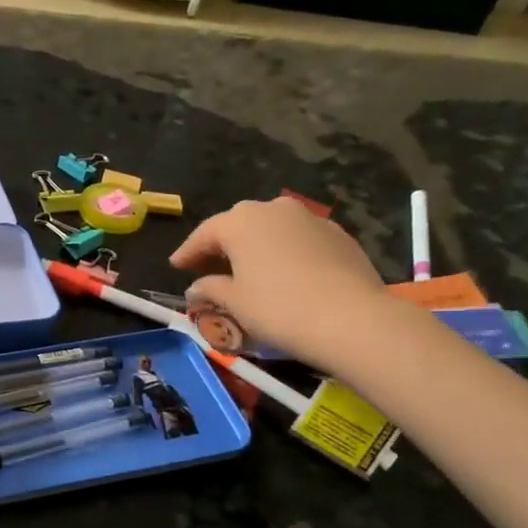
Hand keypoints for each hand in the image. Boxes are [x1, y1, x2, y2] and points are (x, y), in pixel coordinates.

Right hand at [170, 197, 393, 371]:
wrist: (351, 319)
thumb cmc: (278, 308)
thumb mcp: (234, 303)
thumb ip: (210, 289)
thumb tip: (196, 288)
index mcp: (240, 221)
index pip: (204, 233)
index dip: (188, 252)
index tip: (176, 266)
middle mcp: (273, 209)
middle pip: (238, 224)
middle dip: (222, 244)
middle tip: (208, 266)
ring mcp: (310, 218)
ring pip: (271, 228)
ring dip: (255, 245)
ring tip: (247, 269)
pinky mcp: (338, 234)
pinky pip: (298, 239)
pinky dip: (284, 251)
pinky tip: (283, 273)